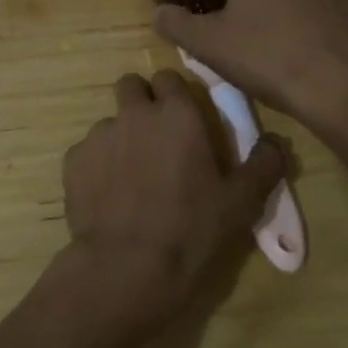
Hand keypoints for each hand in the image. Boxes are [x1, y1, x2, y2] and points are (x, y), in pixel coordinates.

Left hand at [57, 70, 285, 337]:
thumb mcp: (241, 204)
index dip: (175, 95)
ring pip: (109, 122)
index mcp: (176, 114)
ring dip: (120, 138)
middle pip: (131, 86)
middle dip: (140, 102)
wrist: (126, 269)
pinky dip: (97, 166)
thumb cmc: (191, 231)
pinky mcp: (72, 161)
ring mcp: (98, 135)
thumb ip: (263, 165)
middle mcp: (134, 114)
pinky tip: (109, 197)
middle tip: (155, 138)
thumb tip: (275, 141)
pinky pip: (87, 152)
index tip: (183, 120)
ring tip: (131, 178)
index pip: (169, 78)